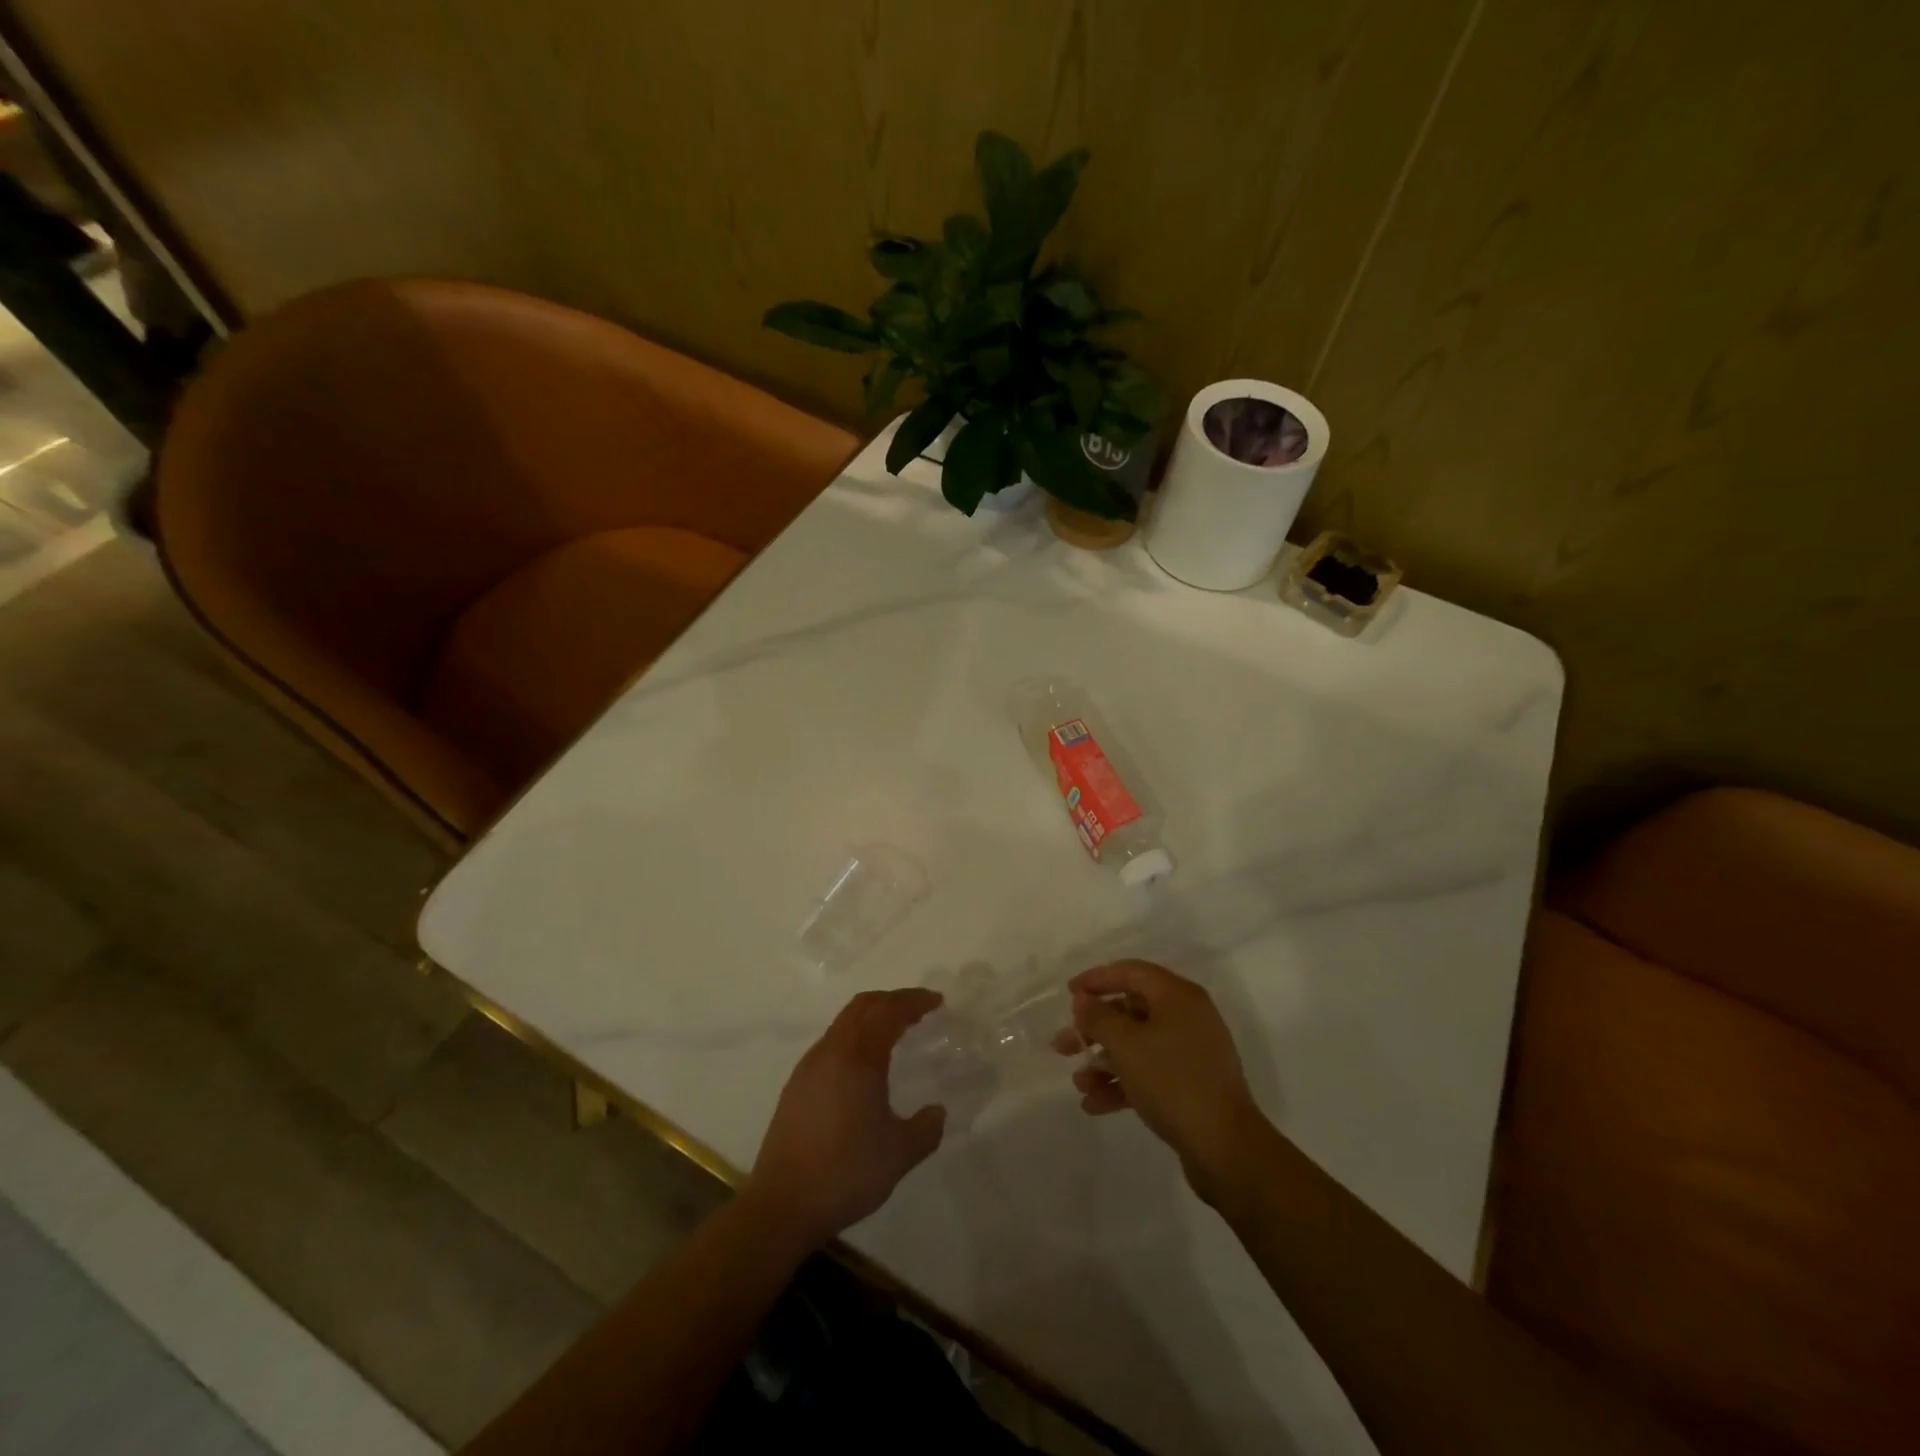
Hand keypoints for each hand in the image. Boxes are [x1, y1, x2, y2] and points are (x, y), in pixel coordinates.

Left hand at [747, 988, 946, 1249]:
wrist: (782, 1205)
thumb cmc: (845, 1172)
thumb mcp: (899, 1154)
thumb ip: (925, 1129)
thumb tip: (937, 1111)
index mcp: (859, 1058)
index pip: (889, 1012)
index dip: (914, 1001)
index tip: (936, 1001)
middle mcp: (831, 1052)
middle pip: (862, 1006)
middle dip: (892, 1000)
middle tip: (917, 1009)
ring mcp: (809, 1067)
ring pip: (843, 1023)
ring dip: (870, 1017)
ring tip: (893, 1032)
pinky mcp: (796, 1086)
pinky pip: (831, 1044)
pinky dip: (854, 1038)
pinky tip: (862, 1066)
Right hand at [1062, 960, 1265, 1203]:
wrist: (1225, 1148)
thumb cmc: (1172, 1081)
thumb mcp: (1126, 1045)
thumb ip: (1098, 1017)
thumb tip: (1084, 1000)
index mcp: (1178, 996)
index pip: (1131, 972)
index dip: (1097, 979)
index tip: (1069, 993)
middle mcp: (1187, 1017)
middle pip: (1131, 1010)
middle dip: (1094, 1029)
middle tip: (1064, 1044)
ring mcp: (1192, 1052)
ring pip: (1138, 1045)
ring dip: (1104, 1061)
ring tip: (1079, 1083)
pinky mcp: (1192, 1084)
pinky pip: (1150, 1072)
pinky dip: (1123, 1083)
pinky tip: (1094, 1104)